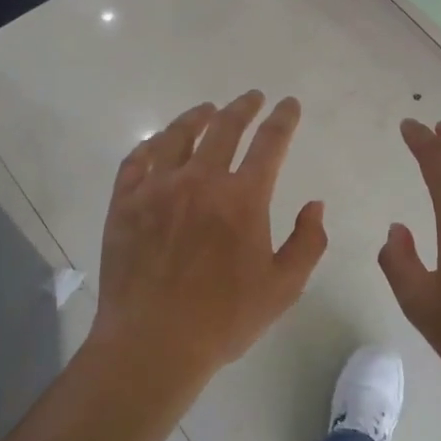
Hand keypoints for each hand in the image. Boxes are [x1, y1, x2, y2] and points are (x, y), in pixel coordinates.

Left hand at [90, 91, 327, 394]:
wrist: (152, 343)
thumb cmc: (223, 319)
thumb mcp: (283, 288)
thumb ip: (308, 243)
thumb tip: (315, 205)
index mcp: (243, 198)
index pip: (270, 143)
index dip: (283, 119)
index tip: (289, 104)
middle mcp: (200, 181)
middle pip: (224, 128)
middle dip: (243, 107)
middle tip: (252, 97)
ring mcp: (157, 188)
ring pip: (177, 135)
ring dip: (196, 117)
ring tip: (206, 109)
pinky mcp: (125, 202)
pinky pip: (136, 160)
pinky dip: (151, 145)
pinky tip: (158, 142)